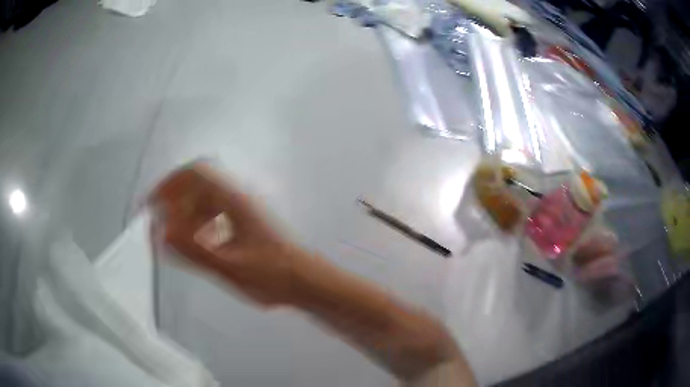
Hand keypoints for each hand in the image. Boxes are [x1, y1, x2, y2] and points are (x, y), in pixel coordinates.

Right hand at [150, 163, 301, 306]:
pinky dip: (194, 224)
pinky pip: (210, 216)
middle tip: (157, 220)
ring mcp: (239, 213)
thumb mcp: (231, 266)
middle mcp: (235, 201)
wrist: (303, 282)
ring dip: (182, 212)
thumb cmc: (275, 274)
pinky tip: (192, 243)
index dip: (170, 183)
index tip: (153, 203)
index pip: (196, 173)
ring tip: (171, 235)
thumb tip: (163, 234)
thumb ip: (195, 251)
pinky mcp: (240, 226)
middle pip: (196, 184)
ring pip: (202, 200)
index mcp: (233, 201)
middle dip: (172, 198)